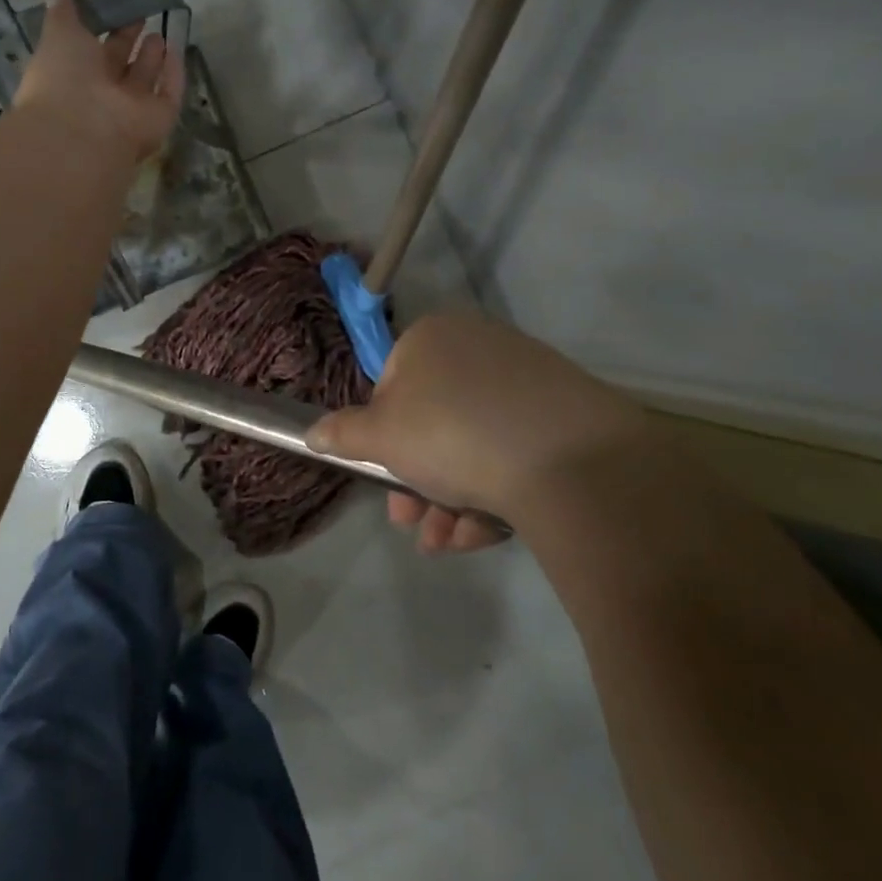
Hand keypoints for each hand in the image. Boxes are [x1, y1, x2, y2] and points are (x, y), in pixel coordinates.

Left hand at [13, 0, 184, 162]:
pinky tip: (178, 49)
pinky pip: (170, 94)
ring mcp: (131, 110)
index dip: (103, 28)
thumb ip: (61, 15)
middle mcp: (102, 95)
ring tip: (160, 33)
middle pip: (119, 66)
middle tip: (142, 15)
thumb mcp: (58, 36)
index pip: (90, 50)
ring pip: (144, 81)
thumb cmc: (64, 79)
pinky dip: (174, 74)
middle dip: (129, 42)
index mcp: (73, 76)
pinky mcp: (158, 119)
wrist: (84, 131)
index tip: (115, 6)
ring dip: (152, 59)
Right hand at [306, 312, 650, 553]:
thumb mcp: (379, 438)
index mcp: (430, 338)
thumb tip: (313, 434)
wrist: (568, 460)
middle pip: (432, 421)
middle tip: (409, 522)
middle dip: (414, 480)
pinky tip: (483, 532)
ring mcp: (526, 380)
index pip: (390, 385)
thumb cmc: (450, 434)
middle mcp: (478, 347)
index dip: (381, 436)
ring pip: (471, 444)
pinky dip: (492, 492)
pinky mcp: (564, 415)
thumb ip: (342, 434)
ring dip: (447, 498)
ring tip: (444, 542)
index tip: (382, 475)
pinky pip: (513, 451)